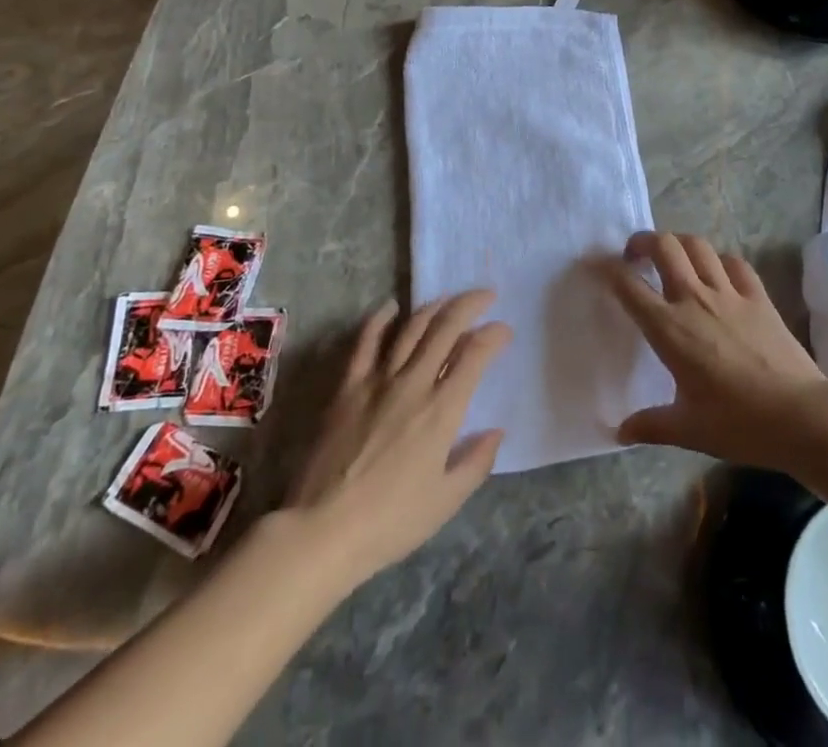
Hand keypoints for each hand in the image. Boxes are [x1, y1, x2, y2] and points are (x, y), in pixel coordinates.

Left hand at [283, 291, 509, 587]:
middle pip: (446, 328)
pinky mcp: (348, 386)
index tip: (504, 330)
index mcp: (442, 410)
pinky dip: (380, 319)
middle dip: (470, 305)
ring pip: (411, 328)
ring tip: (448, 298)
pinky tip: (391, 307)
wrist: (323, 530)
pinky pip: (366, 341)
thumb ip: (476, 462)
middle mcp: (414, 383)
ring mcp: (378, 380)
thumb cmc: (390, 521)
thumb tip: (497, 431)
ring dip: (434, 307)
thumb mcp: (446, 501)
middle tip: (485, 296)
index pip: (475, 355)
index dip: (494, 335)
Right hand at [604, 232, 827, 468]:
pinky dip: (720, 260)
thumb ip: (650, 425)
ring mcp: (729, 293)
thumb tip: (620, 431)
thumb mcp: (687, 430)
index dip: (609, 270)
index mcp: (669, 328)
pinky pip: (734, 262)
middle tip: (637, 255)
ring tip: (673, 257)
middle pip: (664, 246)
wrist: (799, 415)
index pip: (629, 286)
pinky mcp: (758, 296)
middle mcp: (694, 299)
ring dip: (680, 243)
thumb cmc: (738, 423)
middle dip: (644, 241)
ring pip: (698, 246)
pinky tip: (718, 273)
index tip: (599, 266)